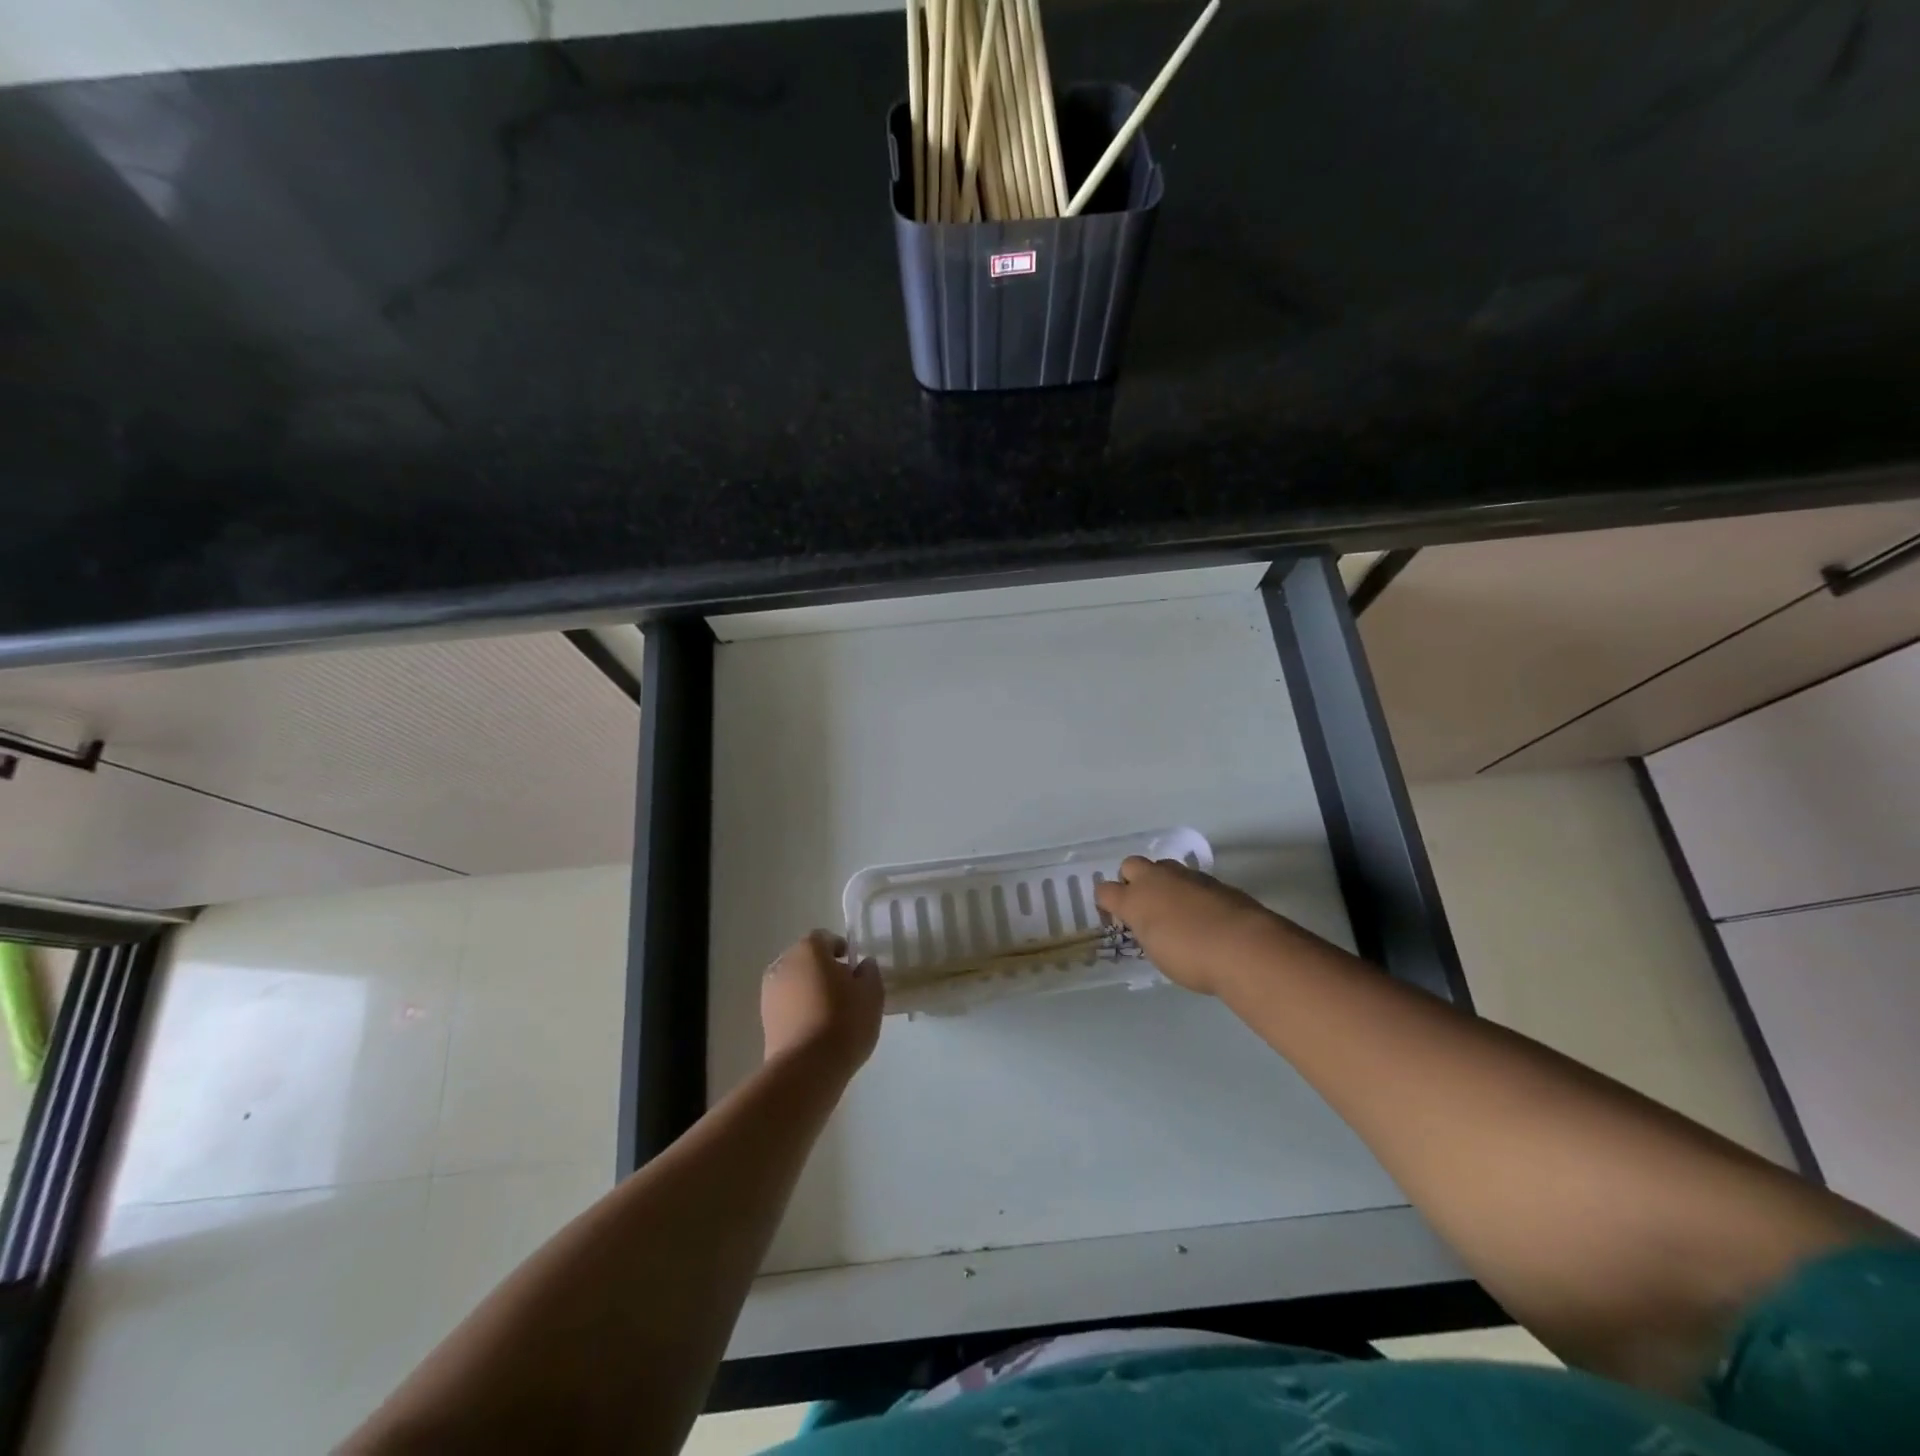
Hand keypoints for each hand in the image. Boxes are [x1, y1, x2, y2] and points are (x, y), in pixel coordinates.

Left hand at [761, 931, 883, 1074]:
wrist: (807, 1068)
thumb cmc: (844, 1021)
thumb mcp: (871, 993)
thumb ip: (869, 972)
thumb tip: (862, 965)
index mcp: (809, 949)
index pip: (824, 938)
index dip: (840, 948)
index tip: (853, 967)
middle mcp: (784, 964)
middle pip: (806, 958)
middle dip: (823, 968)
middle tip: (844, 989)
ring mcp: (769, 992)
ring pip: (794, 982)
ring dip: (809, 989)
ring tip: (830, 1012)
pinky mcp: (764, 1020)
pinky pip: (786, 1004)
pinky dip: (799, 1009)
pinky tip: (816, 1028)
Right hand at [1094, 856, 1286, 996]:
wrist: (1242, 946)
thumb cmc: (1191, 958)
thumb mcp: (1158, 953)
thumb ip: (1149, 932)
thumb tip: (1153, 926)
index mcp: (1134, 900)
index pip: (1105, 890)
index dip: (1107, 902)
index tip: (1115, 916)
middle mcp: (1156, 880)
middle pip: (1131, 865)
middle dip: (1131, 880)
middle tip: (1143, 905)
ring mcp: (1186, 875)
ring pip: (1163, 867)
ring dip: (1162, 882)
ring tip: (1174, 907)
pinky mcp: (1213, 879)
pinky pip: (1191, 878)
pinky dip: (1189, 890)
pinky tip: (1201, 911)